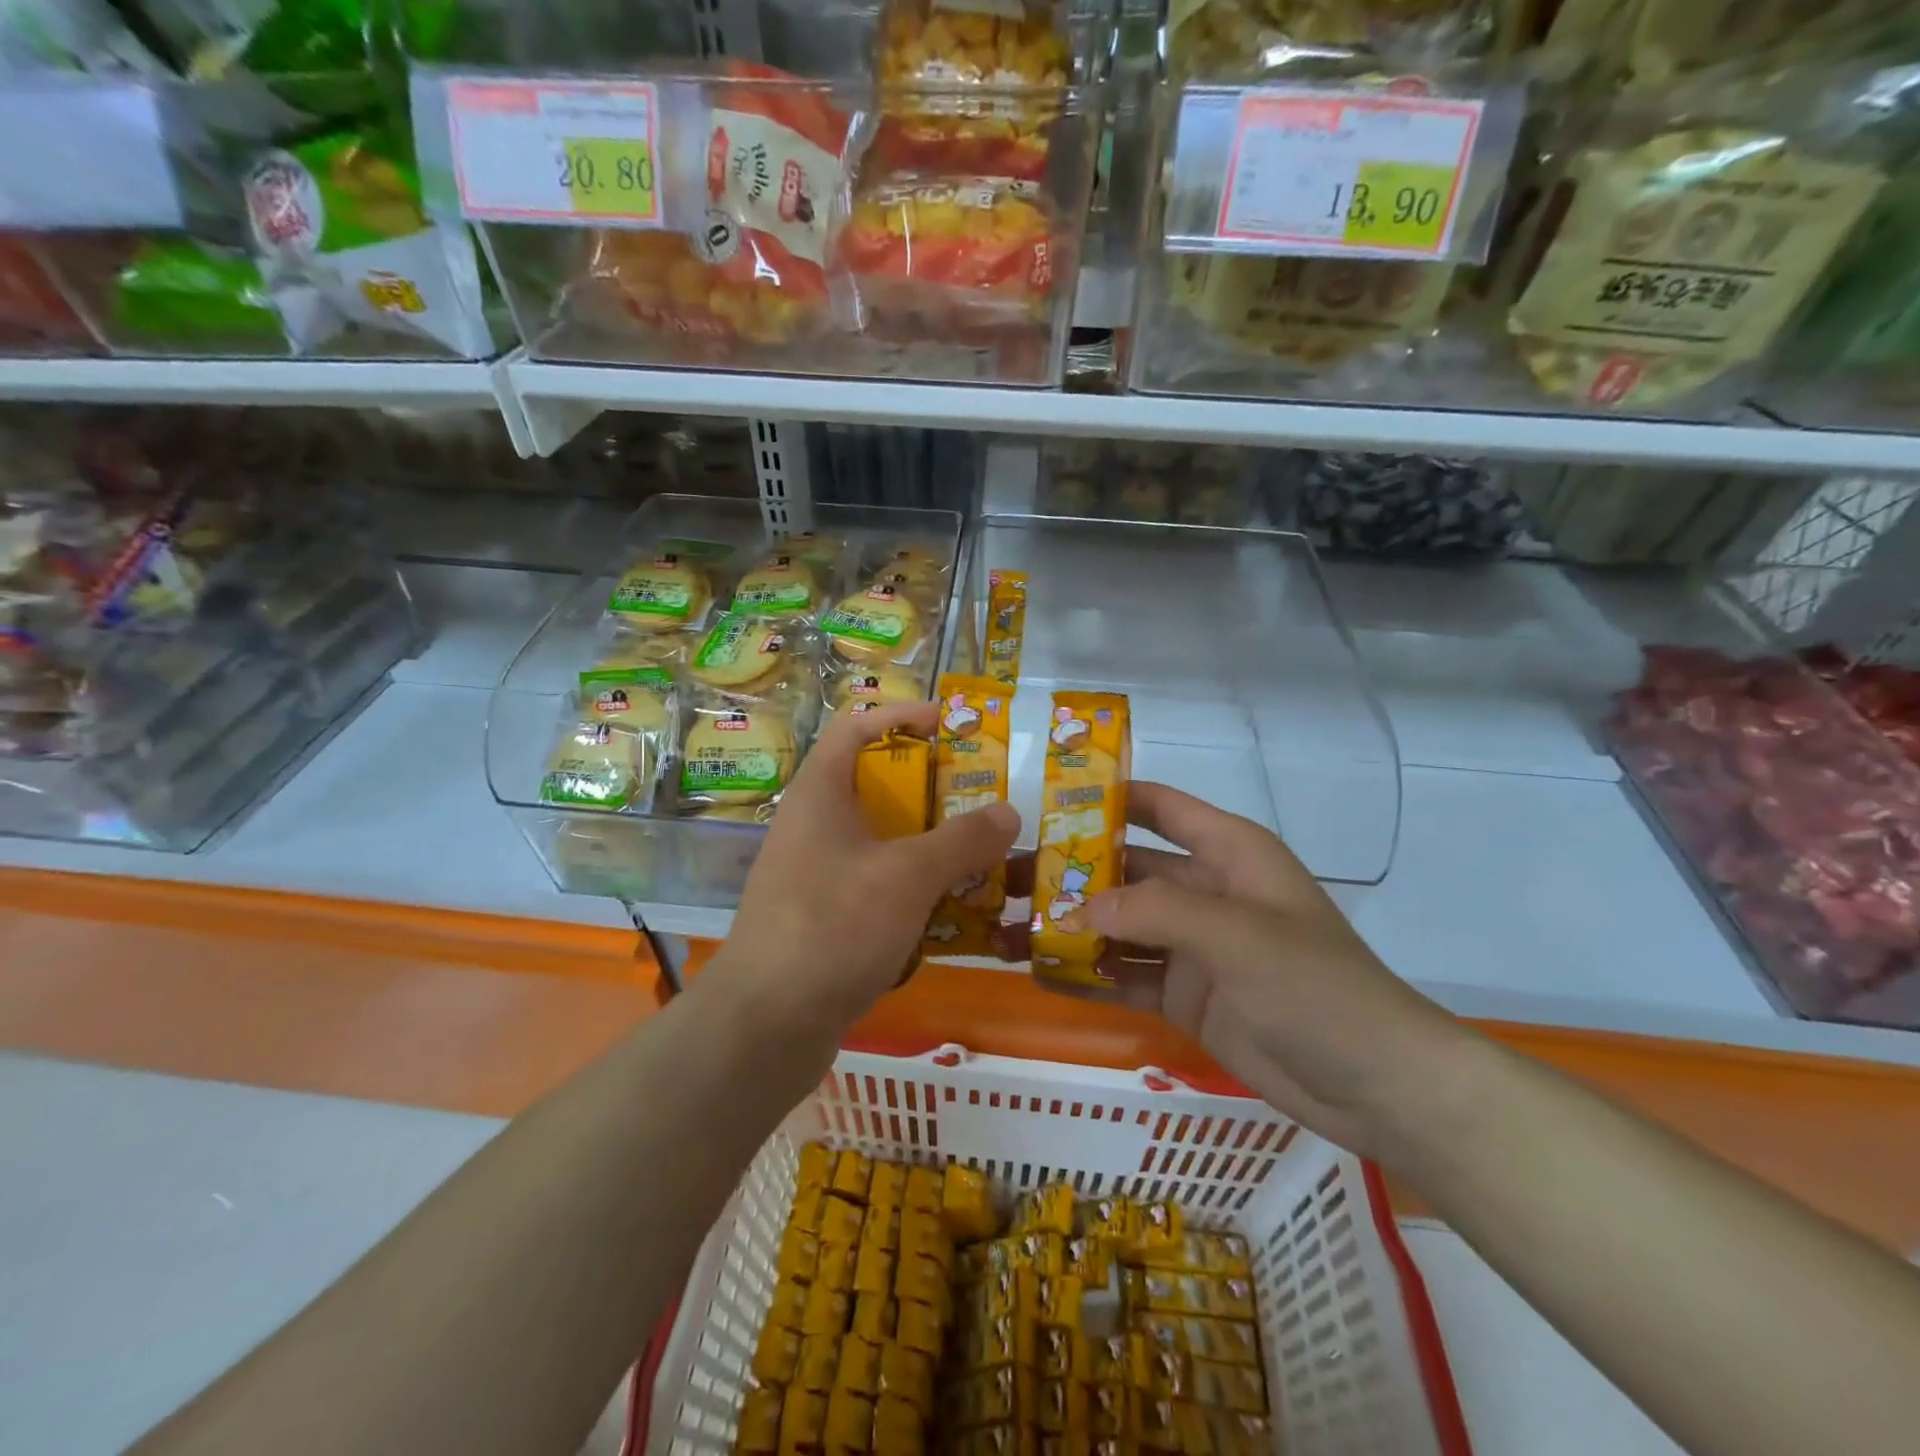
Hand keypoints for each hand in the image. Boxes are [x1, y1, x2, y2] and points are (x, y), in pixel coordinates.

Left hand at [713, 701, 1020, 1035]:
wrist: (765, 1026)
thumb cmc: (832, 927)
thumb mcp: (906, 876)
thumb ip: (961, 840)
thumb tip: (1008, 812)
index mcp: (821, 794)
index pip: (857, 727)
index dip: (902, 716)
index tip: (951, 725)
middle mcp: (815, 826)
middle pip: (878, 786)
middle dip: (933, 790)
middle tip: (983, 799)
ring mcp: (818, 875)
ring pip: (883, 843)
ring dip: (931, 846)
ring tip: (983, 855)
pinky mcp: (826, 919)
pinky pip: (879, 887)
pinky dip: (916, 891)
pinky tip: (955, 911)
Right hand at [994, 782, 1464, 1158]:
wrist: (1376, 1085)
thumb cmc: (1314, 985)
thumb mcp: (1233, 933)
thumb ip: (1151, 912)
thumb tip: (1073, 910)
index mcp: (1227, 852)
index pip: (1159, 807)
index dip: (1107, 798)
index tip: (1046, 803)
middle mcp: (1204, 891)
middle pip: (1125, 870)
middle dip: (1070, 874)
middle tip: (1006, 880)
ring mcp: (1193, 946)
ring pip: (1119, 926)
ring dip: (1071, 928)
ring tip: (1008, 929)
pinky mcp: (1186, 996)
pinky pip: (1127, 977)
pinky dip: (1089, 976)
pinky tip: (1040, 976)